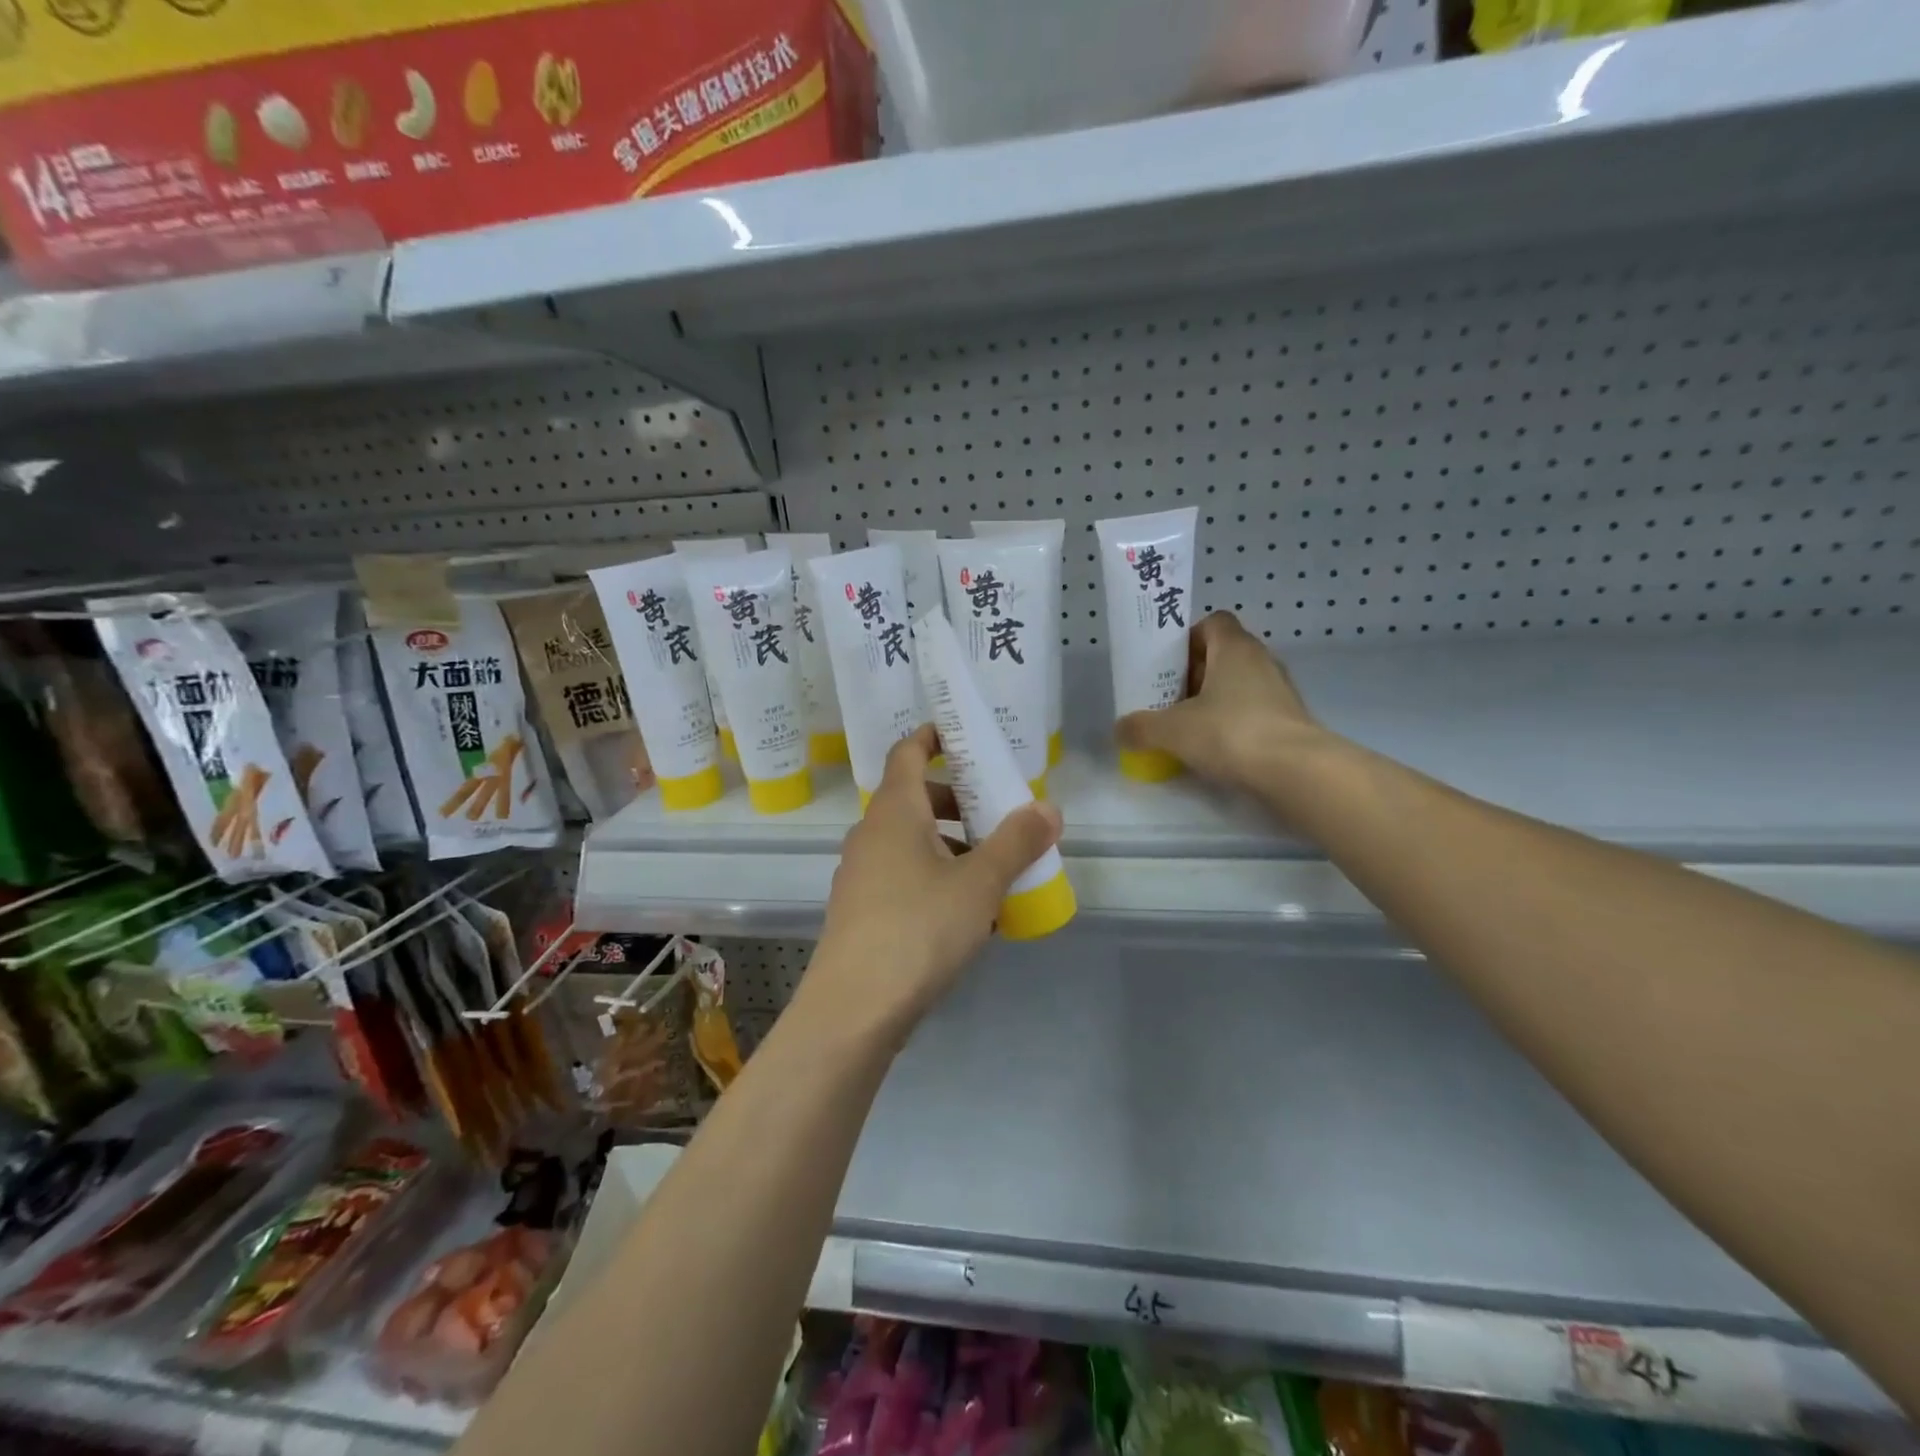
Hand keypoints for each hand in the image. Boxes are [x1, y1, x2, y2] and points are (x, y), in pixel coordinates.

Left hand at [806, 724, 1063, 1043]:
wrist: (854, 1008)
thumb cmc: (919, 927)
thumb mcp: (979, 882)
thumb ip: (1017, 842)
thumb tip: (1048, 807)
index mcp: (894, 811)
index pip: (906, 752)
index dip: (932, 736)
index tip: (961, 734)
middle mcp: (870, 834)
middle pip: (914, 799)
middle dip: (958, 804)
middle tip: (998, 818)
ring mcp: (859, 874)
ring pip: (910, 843)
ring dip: (950, 847)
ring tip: (993, 875)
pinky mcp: (860, 911)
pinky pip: (902, 877)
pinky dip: (934, 879)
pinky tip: (966, 917)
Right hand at [1116, 611, 1330, 792]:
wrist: (1296, 771)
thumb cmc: (1231, 732)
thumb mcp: (1172, 730)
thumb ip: (1141, 727)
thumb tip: (1120, 730)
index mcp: (1234, 648)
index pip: (1213, 622)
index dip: (1188, 638)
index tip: (1168, 664)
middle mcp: (1261, 661)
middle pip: (1223, 655)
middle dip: (1194, 674)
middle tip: (1168, 699)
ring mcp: (1280, 691)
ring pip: (1239, 685)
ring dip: (1214, 700)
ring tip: (1188, 727)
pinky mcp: (1289, 720)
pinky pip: (1253, 712)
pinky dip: (1233, 724)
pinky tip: (1214, 749)